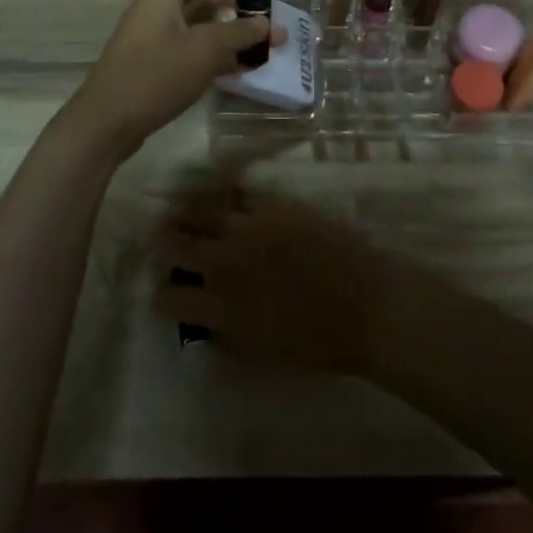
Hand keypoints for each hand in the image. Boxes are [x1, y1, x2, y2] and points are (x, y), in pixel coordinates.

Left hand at [72, 0, 280, 155]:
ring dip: (230, 32)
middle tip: (265, 18)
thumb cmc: (155, 75)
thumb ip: (240, 34)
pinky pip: (192, 49)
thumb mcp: (205, 50)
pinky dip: (216, 54)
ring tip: (262, 46)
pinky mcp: (156, 65)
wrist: (107, 123)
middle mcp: (157, 9)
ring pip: (199, 25)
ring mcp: (155, 38)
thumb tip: (269, 25)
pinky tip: (242, 69)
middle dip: (235, 4)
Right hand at [153, 189, 405, 375]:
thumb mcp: (264, 349)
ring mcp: (249, 227)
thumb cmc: (323, 343)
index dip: (163, 295)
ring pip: (200, 207)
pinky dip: (223, 186)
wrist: (369, 304)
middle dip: (165, 240)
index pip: (170, 297)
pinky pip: (237, 187)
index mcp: (221, 308)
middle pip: (176, 243)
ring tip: (184, 207)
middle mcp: (226, 263)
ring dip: (187, 209)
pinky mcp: (274, 203)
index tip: (164, 292)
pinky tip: (219, 182)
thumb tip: (211, 311)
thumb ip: (230, 327)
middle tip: (163, 236)